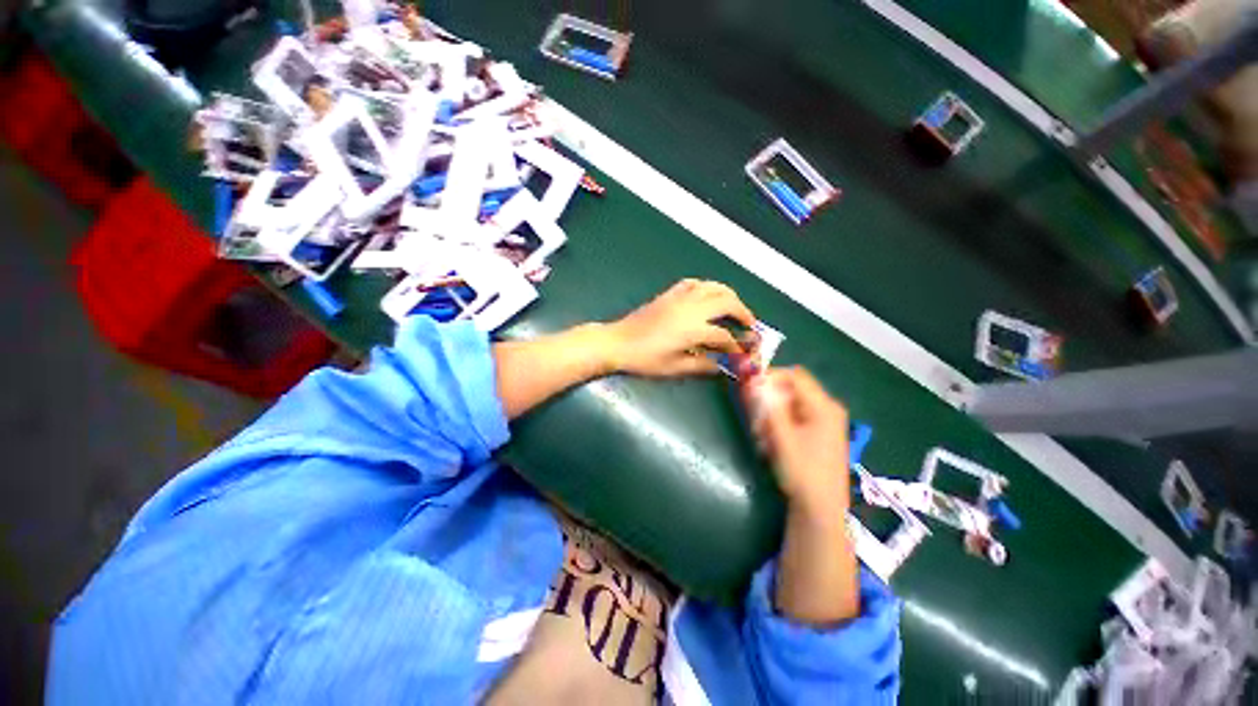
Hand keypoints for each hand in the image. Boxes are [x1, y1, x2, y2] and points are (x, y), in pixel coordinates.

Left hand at [605, 279, 755, 376]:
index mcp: (693, 329)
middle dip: (743, 313)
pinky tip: (708, 296)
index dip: (736, 347)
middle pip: (727, 302)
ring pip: (713, 287)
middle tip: (750, 325)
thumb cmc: (644, 359)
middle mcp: (691, 308)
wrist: (618, 342)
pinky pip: (693, 283)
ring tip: (735, 308)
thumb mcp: (674, 368)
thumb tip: (722, 367)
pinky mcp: (669, 294)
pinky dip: (707, 287)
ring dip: (729, 296)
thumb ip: (702, 366)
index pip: (724, 336)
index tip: (742, 354)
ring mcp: (679, 298)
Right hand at [746, 368, 849, 513]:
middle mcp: (827, 409)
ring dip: (771, 413)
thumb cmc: (802, 472)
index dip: (769, 376)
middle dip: (768, 399)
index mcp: (824, 406)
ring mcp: (824, 422)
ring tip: (762, 435)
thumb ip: (767, 405)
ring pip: (789, 403)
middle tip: (754, 417)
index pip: (794, 375)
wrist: (820, 510)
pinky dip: (778, 423)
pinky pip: (793, 416)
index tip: (749, 388)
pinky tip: (771, 441)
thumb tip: (753, 379)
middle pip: (791, 389)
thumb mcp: (781, 436)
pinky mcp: (818, 433)